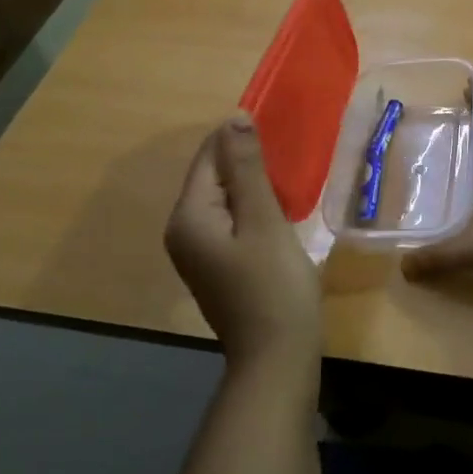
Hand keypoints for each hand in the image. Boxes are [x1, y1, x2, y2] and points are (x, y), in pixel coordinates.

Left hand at [165, 115, 321, 370]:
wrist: (277, 355)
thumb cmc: (273, 285)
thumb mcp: (263, 220)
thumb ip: (247, 168)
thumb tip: (233, 117)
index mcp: (188, 216)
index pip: (209, 156)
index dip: (240, 138)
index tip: (279, 128)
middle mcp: (183, 230)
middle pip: (214, 176)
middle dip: (247, 160)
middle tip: (289, 153)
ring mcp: (198, 250)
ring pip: (224, 197)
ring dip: (253, 183)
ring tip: (289, 176)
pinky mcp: (216, 264)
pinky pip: (230, 219)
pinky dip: (252, 208)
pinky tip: (279, 209)